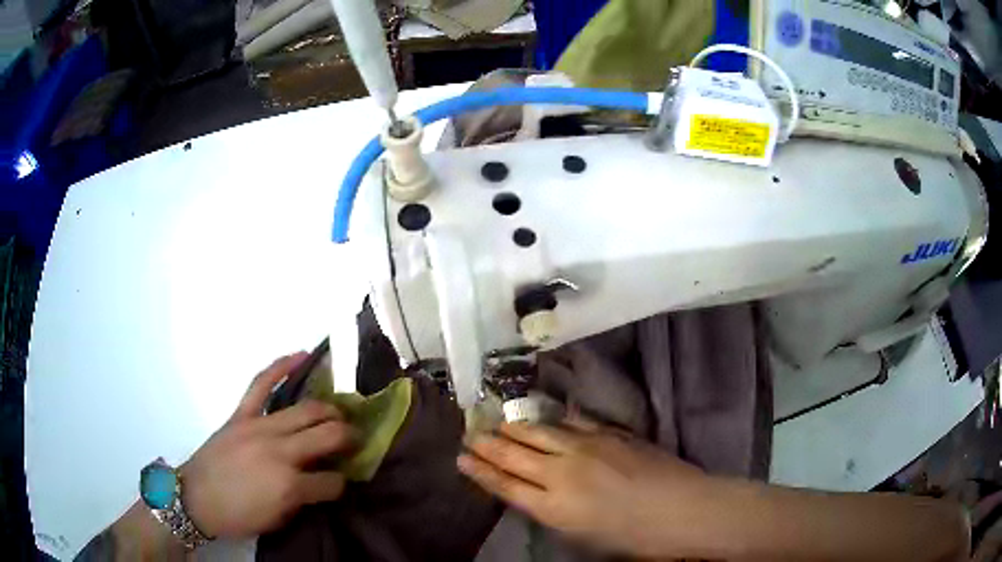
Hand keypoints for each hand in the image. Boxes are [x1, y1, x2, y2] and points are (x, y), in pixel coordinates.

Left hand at [181, 352, 355, 538]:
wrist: (196, 499)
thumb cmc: (239, 516)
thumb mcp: (279, 520)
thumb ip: (304, 500)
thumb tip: (322, 482)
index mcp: (291, 485)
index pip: (333, 481)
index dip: (342, 483)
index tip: (342, 482)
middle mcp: (280, 451)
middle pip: (327, 434)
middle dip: (348, 437)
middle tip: (354, 439)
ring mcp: (260, 427)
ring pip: (305, 409)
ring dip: (329, 410)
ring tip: (339, 412)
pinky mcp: (241, 415)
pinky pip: (261, 384)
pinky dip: (281, 366)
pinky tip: (300, 355)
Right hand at [457, 422, 709, 557]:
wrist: (682, 509)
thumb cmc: (634, 538)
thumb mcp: (583, 538)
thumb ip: (554, 514)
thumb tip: (535, 495)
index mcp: (553, 507)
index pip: (505, 485)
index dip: (480, 471)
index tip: (460, 458)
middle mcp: (562, 473)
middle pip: (515, 455)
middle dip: (488, 445)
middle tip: (469, 434)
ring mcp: (586, 448)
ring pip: (539, 433)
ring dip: (515, 428)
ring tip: (498, 423)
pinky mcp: (609, 433)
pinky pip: (571, 422)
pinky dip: (553, 420)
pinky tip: (546, 417)